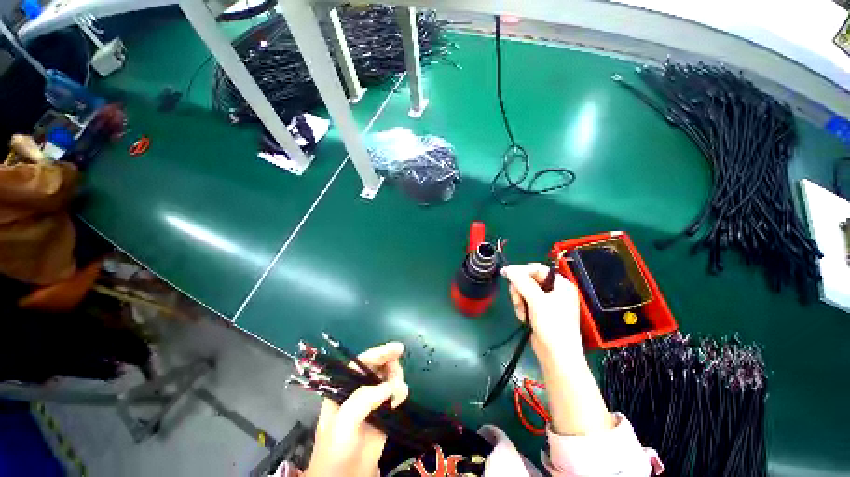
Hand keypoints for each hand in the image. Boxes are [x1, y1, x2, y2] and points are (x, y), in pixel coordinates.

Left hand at [304, 342, 408, 476]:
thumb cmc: (336, 451)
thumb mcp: (344, 422)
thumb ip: (363, 399)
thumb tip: (390, 386)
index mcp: (343, 389)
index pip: (360, 363)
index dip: (378, 353)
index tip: (397, 348)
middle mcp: (358, 392)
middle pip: (376, 368)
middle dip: (389, 364)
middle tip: (397, 372)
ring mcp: (372, 403)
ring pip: (388, 379)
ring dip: (397, 378)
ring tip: (399, 389)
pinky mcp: (384, 414)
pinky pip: (395, 395)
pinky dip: (401, 392)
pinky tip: (400, 399)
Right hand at [501, 263, 582, 361]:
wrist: (557, 356)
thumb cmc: (552, 325)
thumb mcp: (536, 300)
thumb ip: (521, 282)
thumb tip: (507, 269)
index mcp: (561, 284)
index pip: (537, 269)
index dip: (521, 270)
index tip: (506, 274)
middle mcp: (555, 291)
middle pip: (529, 280)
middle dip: (520, 290)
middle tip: (517, 301)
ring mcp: (547, 302)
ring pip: (524, 291)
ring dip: (519, 301)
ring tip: (522, 313)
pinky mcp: (540, 312)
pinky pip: (525, 302)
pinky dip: (521, 308)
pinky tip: (524, 318)